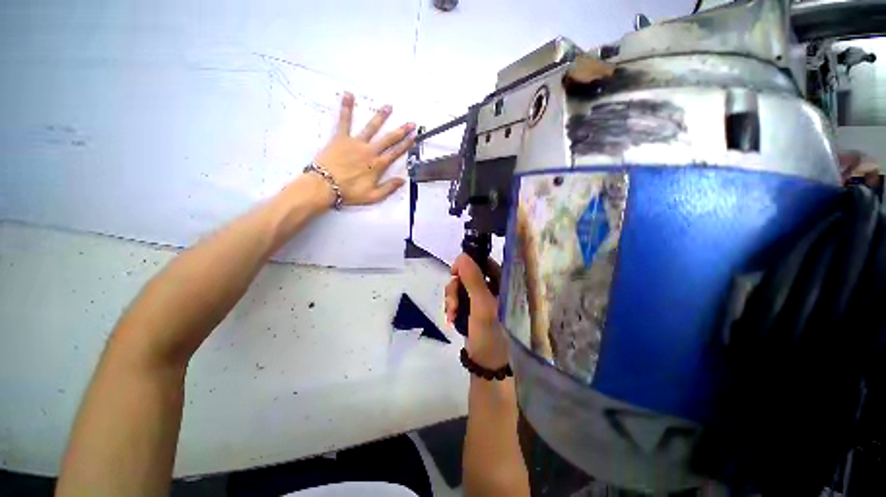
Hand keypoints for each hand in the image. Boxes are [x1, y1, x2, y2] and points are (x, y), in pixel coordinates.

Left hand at [312, 92, 414, 205]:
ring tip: (388, 106)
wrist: (325, 186)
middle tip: (410, 123)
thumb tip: (402, 180)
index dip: (406, 145)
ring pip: (371, 127)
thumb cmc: (349, 192)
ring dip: (381, 116)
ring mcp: (355, 143)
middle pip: (388, 139)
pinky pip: (344, 121)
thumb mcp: (373, 196)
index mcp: (377, 165)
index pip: (395, 153)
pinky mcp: (340, 138)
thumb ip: (389, 188)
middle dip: (401, 130)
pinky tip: (348, 95)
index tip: (413, 137)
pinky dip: (346, 108)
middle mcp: (369, 151)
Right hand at [445, 254, 509, 368]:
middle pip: (468, 273)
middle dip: (456, 287)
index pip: (484, 261)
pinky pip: (458, 296)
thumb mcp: (482, 306)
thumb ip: (473, 280)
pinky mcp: (473, 306)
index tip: (455, 273)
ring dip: (452, 298)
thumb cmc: (490, 335)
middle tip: (453, 304)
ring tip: (452, 314)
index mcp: (503, 283)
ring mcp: (482, 296)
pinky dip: (452, 305)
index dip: (467, 264)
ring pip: (461, 285)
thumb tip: (462, 256)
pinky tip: (451, 317)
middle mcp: (494, 286)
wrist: (486, 364)